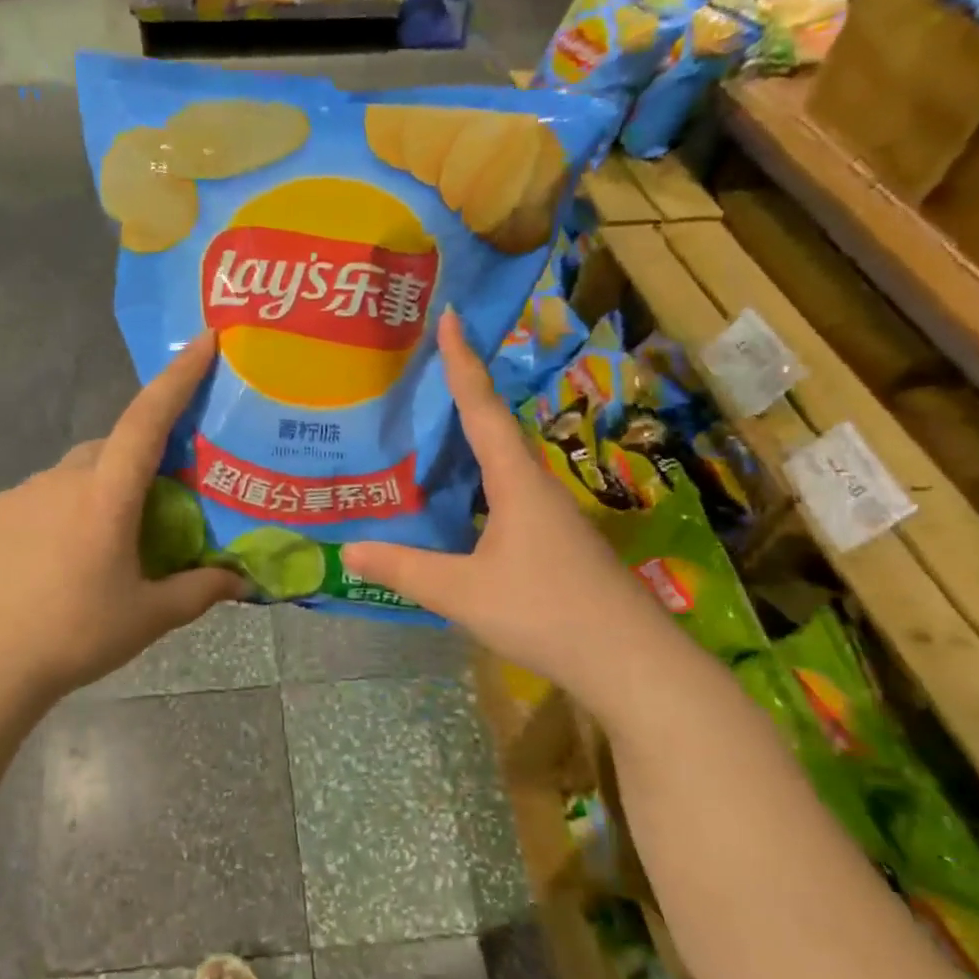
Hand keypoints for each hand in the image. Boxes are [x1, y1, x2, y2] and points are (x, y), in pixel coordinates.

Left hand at [0, 332, 242, 707]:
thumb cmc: (71, 636)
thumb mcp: (147, 618)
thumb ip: (199, 592)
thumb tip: (241, 581)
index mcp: (105, 496)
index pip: (147, 420)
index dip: (179, 377)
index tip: (204, 342)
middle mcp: (62, 480)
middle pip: (111, 449)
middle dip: (139, 461)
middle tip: (157, 508)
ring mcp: (20, 495)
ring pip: (75, 475)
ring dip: (100, 492)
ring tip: (106, 548)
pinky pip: (42, 498)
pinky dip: (63, 512)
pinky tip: (59, 562)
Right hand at [341, 309, 649, 685]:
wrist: (630, 662)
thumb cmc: (546, 612)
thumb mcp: (463, 593)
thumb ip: (405, 570)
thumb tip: (347, 550)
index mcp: (516, 481)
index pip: (481, 407)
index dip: (462, 361)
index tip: (451, 315)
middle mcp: (536, 486)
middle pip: (494, 426)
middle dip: (461, 392)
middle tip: (422, 369)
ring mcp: (551, 515)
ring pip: (502, 464)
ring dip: (469, 441)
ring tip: (429, 431)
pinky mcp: (555, 543)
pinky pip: (506, 494)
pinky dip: (477, 483)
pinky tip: (459, 502)